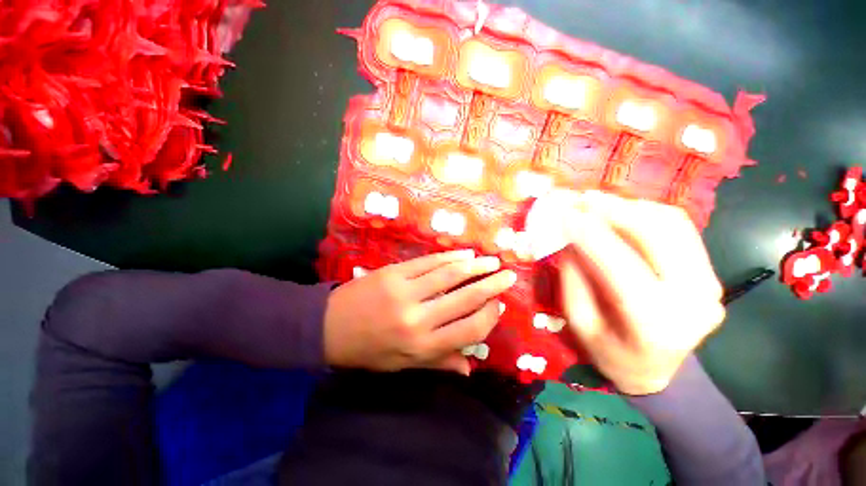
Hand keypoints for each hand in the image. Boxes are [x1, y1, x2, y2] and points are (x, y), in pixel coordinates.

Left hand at [323, 250, 516, 373]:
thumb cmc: (369, 350)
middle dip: (490, 286)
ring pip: (449, 275)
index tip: (497, 306)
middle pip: (465, 298)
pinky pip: (429, 262)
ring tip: (491, 261)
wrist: (329, 327)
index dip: (488, 317)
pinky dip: (450, 257)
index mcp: (421, 346)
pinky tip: (464, 254)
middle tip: (507, 276)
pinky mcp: (394, 272)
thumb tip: (471, 369)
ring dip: (474, 266)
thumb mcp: (403, 364)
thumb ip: (439, 362)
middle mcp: (418, 319)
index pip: (468, 330)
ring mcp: (405, 291)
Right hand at [555, 192, 724, 394]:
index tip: (564, 214)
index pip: (621, 267)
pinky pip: (680, 230)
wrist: (658, 372)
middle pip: (657, 236)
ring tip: (597, 202)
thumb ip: (573, 279)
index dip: (590, 235)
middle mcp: (692, 301)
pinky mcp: (710, 274)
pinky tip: (622, 212)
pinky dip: (648, 213)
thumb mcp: (579, 322)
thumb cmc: (610, 353)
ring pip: (673, 225)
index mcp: (654, 326)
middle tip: (581, 199)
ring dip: (631, 207)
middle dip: (614, 210)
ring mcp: (709, 285)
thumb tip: (568, 239)